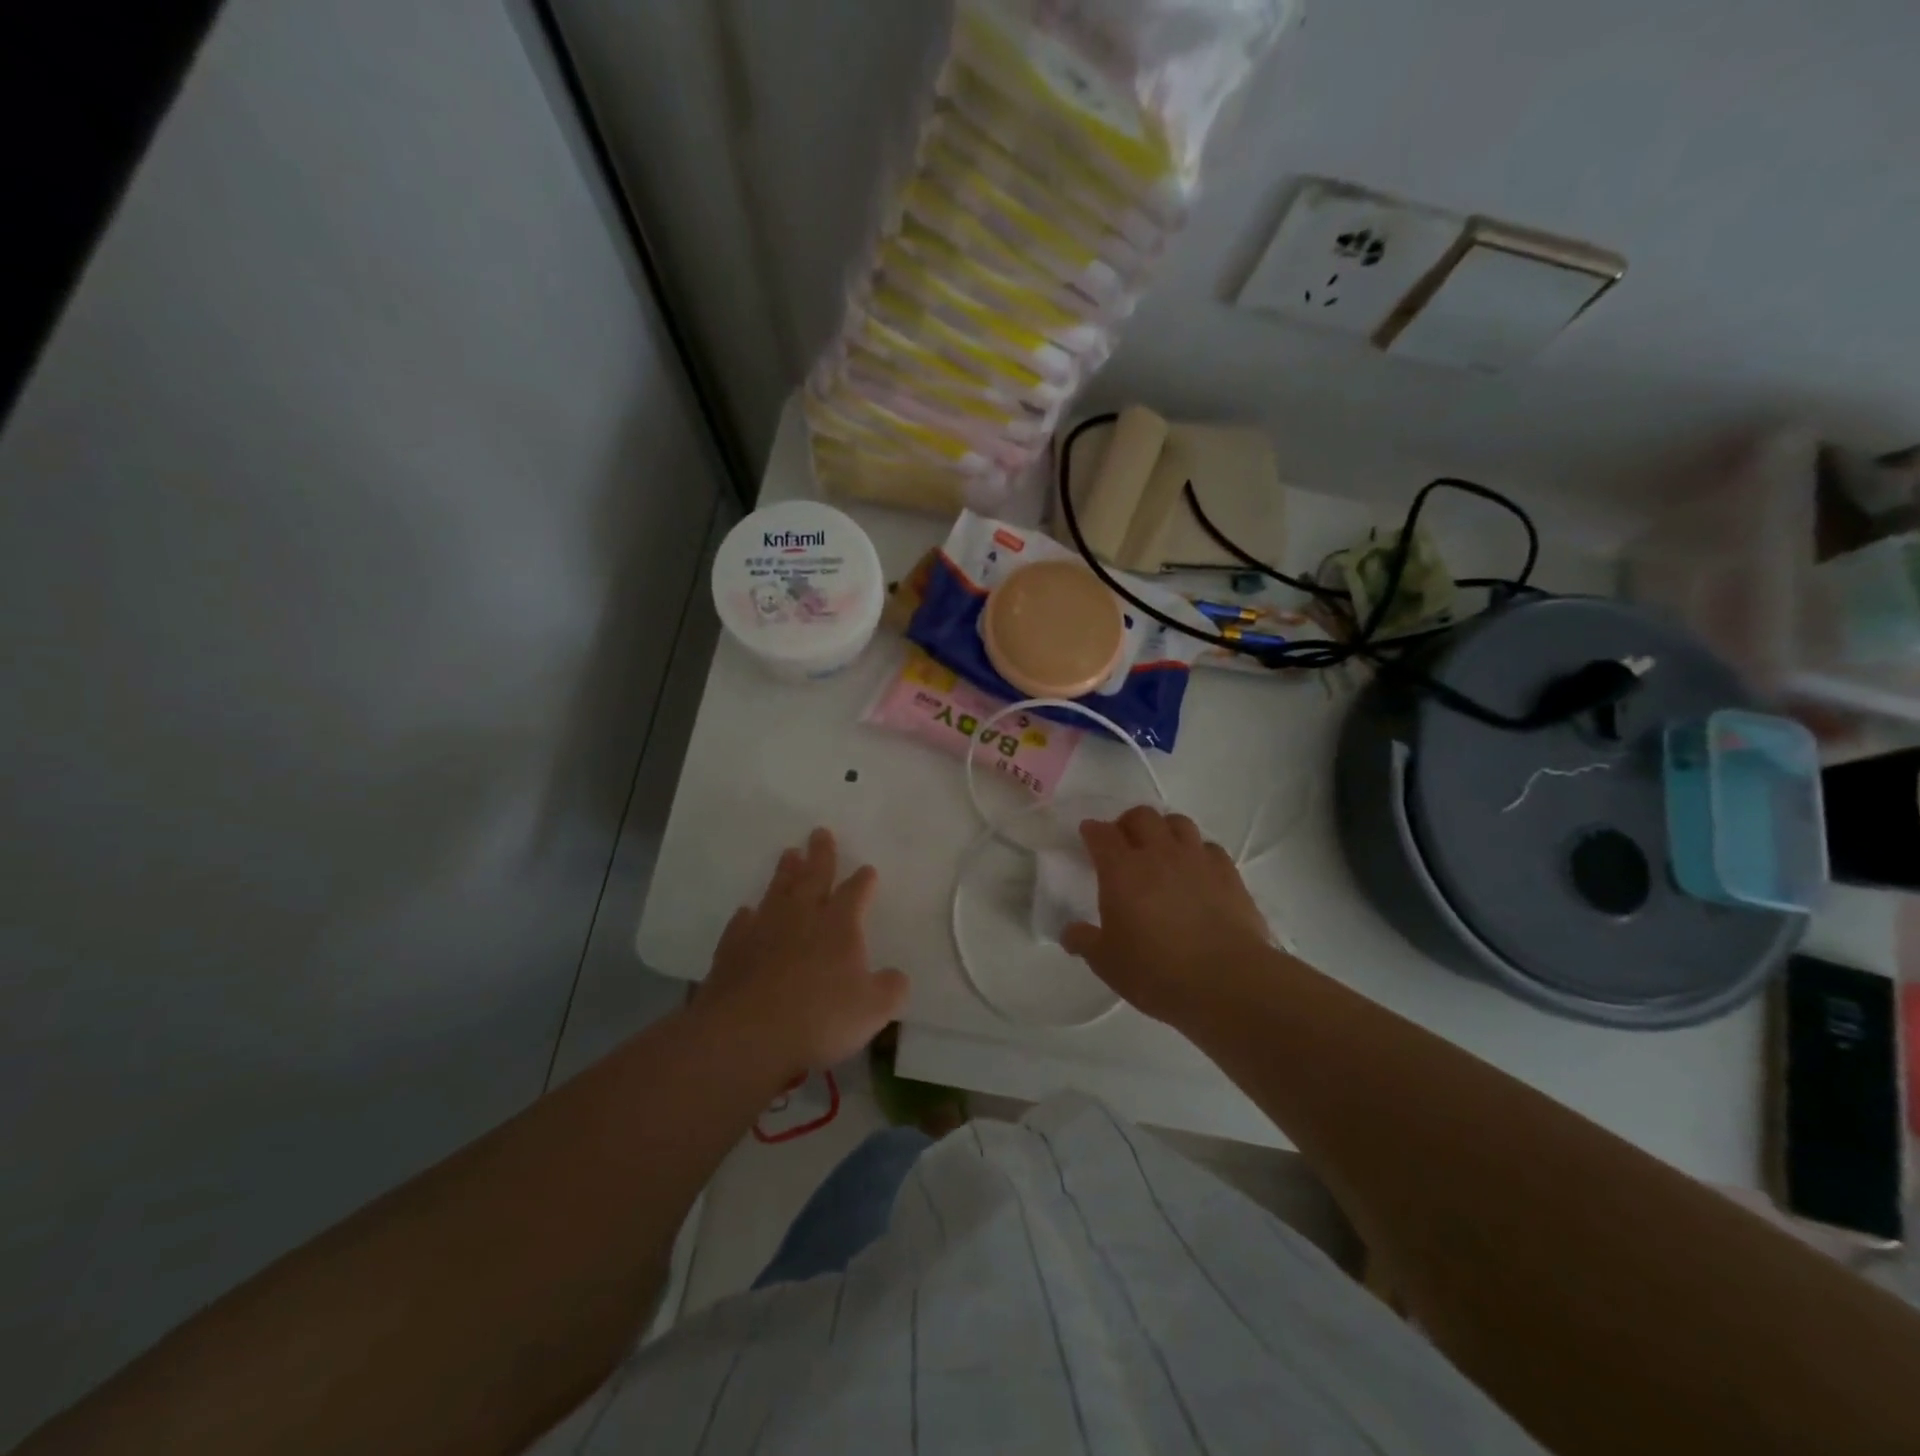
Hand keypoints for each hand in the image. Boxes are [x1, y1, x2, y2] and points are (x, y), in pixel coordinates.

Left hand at [700, 827, 908, 1074]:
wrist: (746, 1033)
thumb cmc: (819, 1017)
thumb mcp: (873, 1010)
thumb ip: (891, 989)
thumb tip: (897, 977)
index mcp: (840, 925)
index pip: (855, 893)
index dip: (863, 881)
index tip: (868, 869)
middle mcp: (802, 917)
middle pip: (814, 877)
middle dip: (821, 855)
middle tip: (820, 832)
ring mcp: (764, 929)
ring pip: (778, 891)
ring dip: (785, 872)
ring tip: (789, 853)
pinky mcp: (733, 949)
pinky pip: (743, 923)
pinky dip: (747, 915)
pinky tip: (747, 912)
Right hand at [1061, 806, 1271, 1026]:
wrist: (1226, 981)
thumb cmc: (1156, 971)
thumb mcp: (1107, 962)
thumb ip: (1084, 941)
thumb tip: (1069, 932)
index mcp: (1121, 870)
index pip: (1101, 834)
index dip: (1092, 830)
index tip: (1088, 834)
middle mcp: (1158, 854)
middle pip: (1141, 816)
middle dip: (1128, 822)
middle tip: (1124, 842)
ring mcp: (1197, 859)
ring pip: (1178, 822)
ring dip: (1164, 829)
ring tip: (1161, 849)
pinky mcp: (1228, 873)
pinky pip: (1209, 847)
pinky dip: (1197, 851)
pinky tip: (1196, 871)